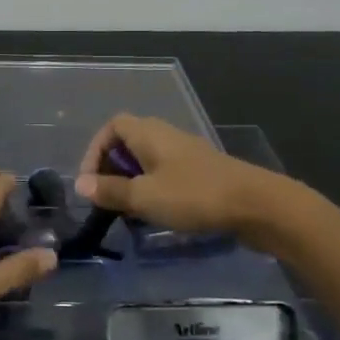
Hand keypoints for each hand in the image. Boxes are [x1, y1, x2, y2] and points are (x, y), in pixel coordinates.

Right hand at [75, 114, 278, 235]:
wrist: (258, 206)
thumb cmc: (195, 196)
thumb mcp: (145, 197)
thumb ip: (111, 191)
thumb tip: (80, 185)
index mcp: (149, 134)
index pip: (113, 126)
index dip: (95, 149)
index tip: (90, 180)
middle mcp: (166, 136)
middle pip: (129, 143)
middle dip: (112, 169)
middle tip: (106, 198)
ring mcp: (187, 154)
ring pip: (148, 161)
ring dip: (133, 182)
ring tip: (127, 210)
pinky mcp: (202, 174)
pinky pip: (166, 174)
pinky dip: (154, 189)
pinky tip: (157, 213)